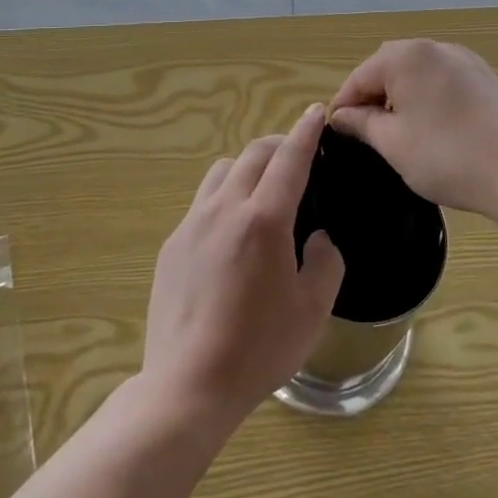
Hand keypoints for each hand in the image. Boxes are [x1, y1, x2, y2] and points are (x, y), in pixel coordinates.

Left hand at [141, 104, 345, 434]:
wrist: (188, 384)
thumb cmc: (259, 349)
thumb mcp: (313, 310)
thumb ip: (325, 262)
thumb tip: (317, 238)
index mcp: (263, 220)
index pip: (289, 159)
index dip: (305, 132)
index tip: (315, 112)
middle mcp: (224, 209)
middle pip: (252, 154)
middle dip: (279, 145)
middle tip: (297, 156)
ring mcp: (192, 224)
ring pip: (222, 171)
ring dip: (247, 166)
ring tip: (262, 190)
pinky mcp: (172, 244)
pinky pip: (202, 202)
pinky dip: (224, 196)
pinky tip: (231, 233)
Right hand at [328, 40, 497, 223]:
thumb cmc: (446, 157)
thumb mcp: (393, 143)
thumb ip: (362, 123)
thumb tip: (342, 116)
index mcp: (406, 56)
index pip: (360, 77)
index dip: (344, 106)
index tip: (336, 135)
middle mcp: (435, 47)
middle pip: (388, 67)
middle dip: (372, 96)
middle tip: (365, 133)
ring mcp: (464, 59)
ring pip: (417, 72)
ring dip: (400, 95)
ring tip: (398, 132)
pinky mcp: (485, 77)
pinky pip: (443, 79)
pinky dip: (428, 96)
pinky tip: (432, 127)